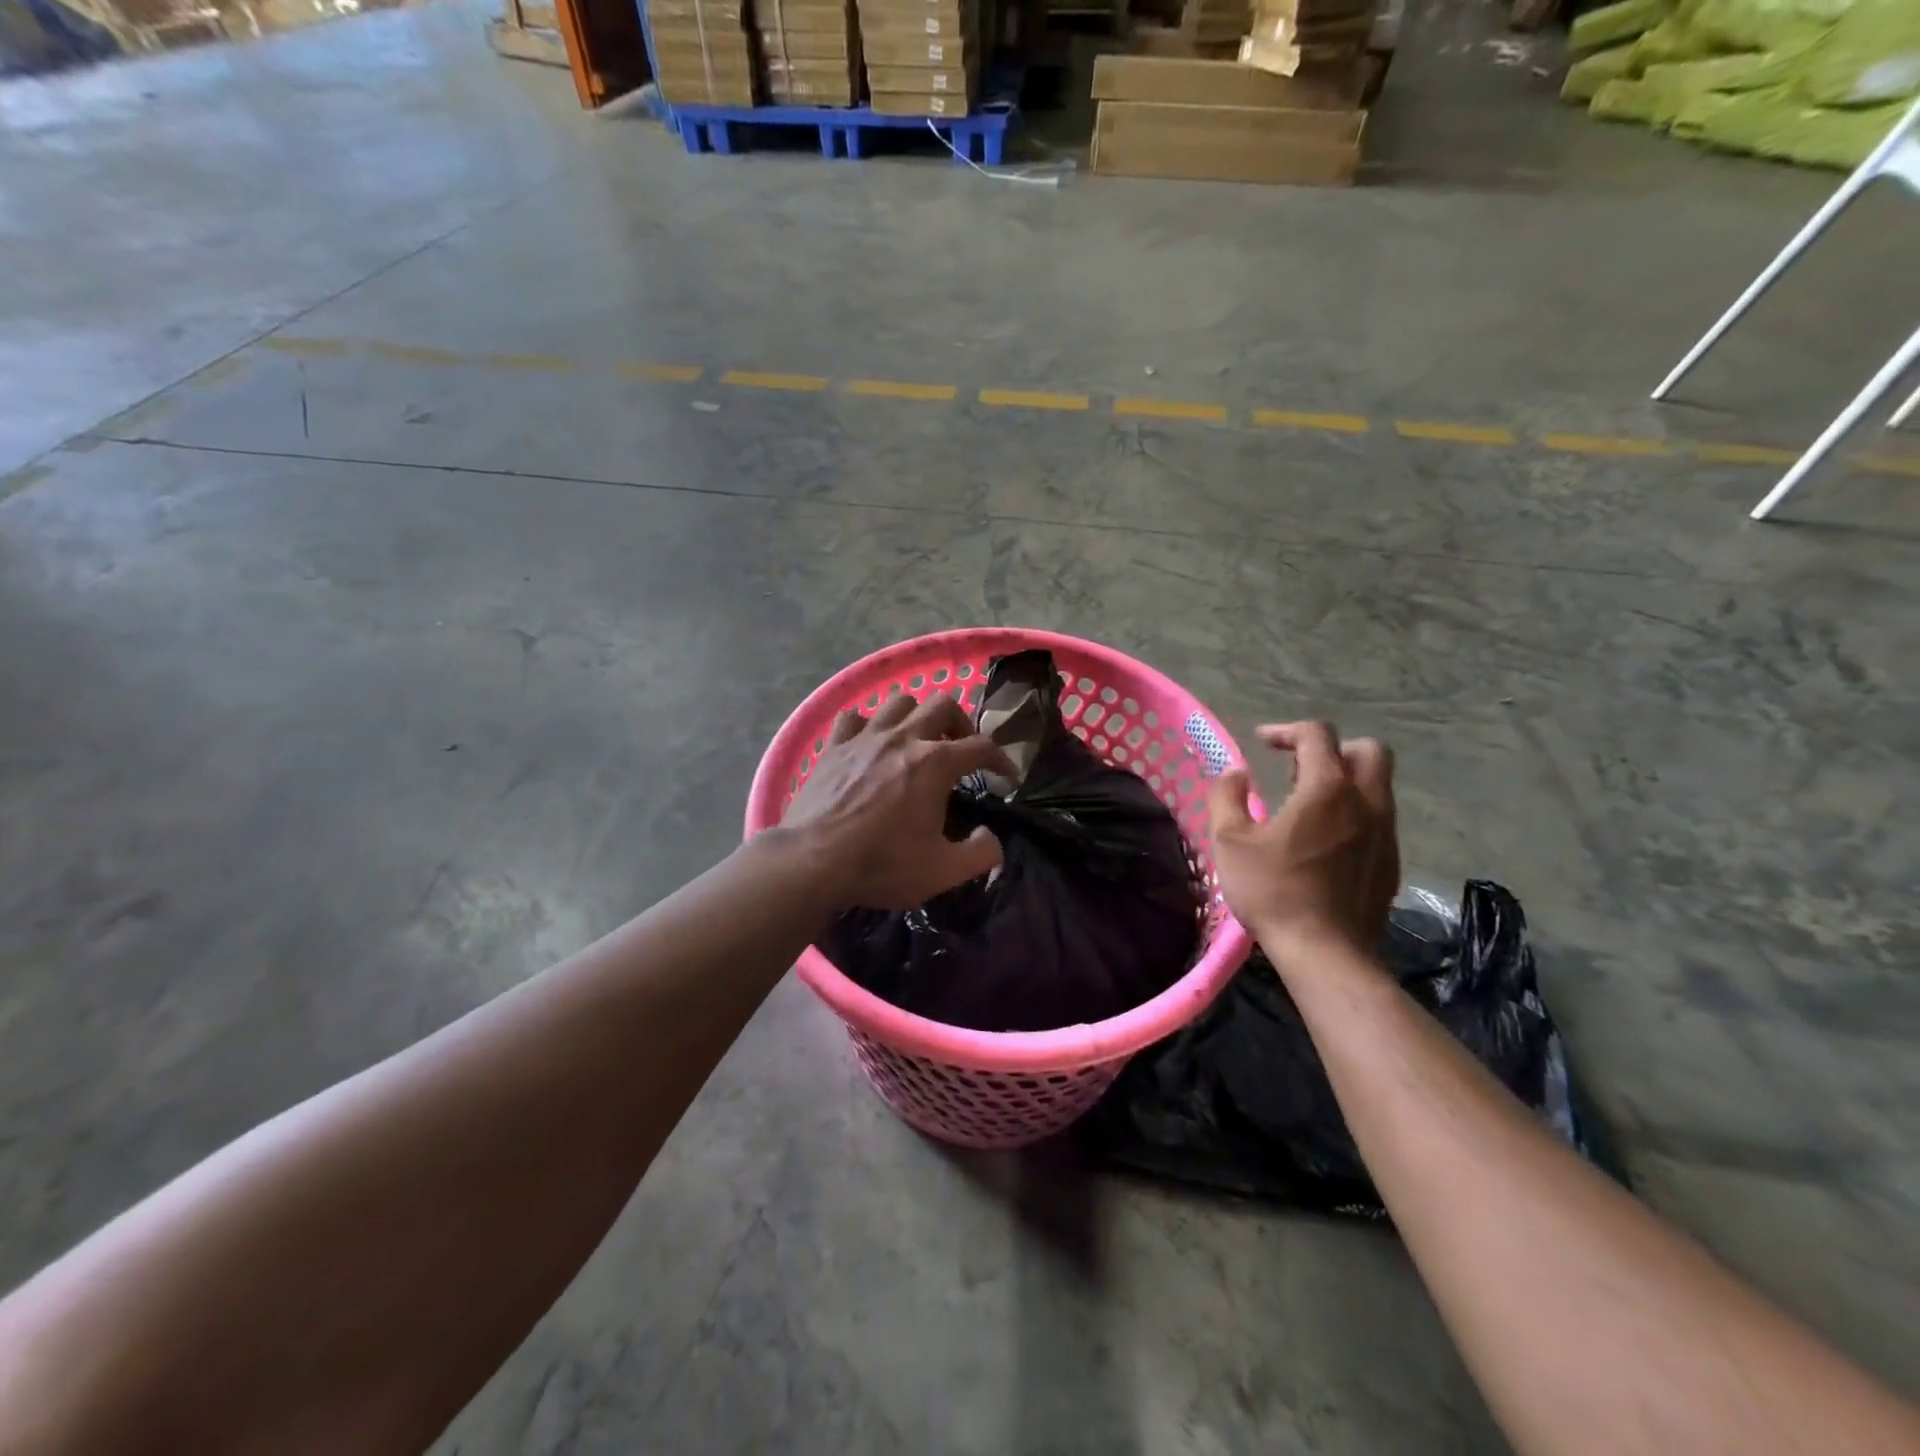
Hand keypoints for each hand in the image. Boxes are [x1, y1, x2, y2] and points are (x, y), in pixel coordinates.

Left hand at [781, 693, 1016, 911]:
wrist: (812, 862)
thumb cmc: (882, 864)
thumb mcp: (944, 871)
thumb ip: (981, 853)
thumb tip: (991, 837)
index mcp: (935, 762)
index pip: (982, 746)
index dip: (1002, 759)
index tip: (1007, 776)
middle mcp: (903, 738)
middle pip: (943, 704)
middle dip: (961, 723)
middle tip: (961, 750)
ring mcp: (865, 737)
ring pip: (900, 701)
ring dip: (916, 716)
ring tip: (918, 741)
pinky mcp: (833, 746)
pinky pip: (855, 717)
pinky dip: (869, 725)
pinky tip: (870, 743)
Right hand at [1207, 722, 1399, 969]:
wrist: (1325, 952)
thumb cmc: (1272, 891)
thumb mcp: (1230, 841)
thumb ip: (1227, 797)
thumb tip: (1235, 773)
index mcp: (1327, 788)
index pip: (1317, 735)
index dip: (1287, 730)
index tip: (1263, 742)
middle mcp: (1366, 802)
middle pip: (1369, 750)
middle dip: (1333, 747)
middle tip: (1299, 765)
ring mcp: (1385, 833)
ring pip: (1378, 785)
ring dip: (1346, 780)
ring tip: (1308, 802)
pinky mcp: (1391, 862)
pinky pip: (1379, 818)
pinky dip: (1355, 812)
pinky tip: (1326, 838)